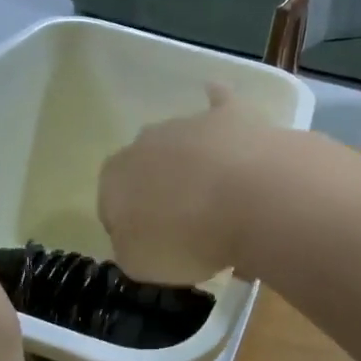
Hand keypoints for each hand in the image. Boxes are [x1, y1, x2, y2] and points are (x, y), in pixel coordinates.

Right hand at [98, 85, 275, 285]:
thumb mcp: (142, 264)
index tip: (156, 247)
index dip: (132, 227)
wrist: (248, 198)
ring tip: (220, 197)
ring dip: (194, 164)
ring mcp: (189, 123)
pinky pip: (219, 101)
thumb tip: (140, 238)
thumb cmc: (186, 239)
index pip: (112, 204)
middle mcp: (145, 143)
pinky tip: (217, 96)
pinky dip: (217, 101)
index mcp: (115, 178)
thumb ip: (133, 248)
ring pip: (183, 143)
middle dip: (161, 190)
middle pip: (148, 168)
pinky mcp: (231, 114)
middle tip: (188, 224)